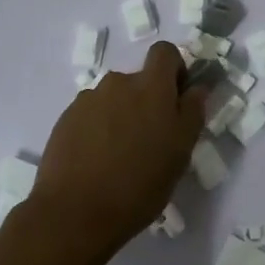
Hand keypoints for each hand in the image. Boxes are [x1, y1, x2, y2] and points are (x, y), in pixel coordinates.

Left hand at [24, 41, 206, 257]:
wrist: (74, 212)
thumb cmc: (139, 184)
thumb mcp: (181, 152)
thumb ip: (192, 112)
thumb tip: (198, 87)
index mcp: (151, 86)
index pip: (165, 52)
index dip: (174, 70)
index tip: (177, 99)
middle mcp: (118, 82)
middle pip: (138, 80)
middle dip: (147, 101)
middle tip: (150, 140)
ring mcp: (88, 100)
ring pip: (114, 99)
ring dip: (121, 116)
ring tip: (120, 156)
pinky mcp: (66, 119)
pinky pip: (91, 115)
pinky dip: (98, 129)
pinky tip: (97, 161)